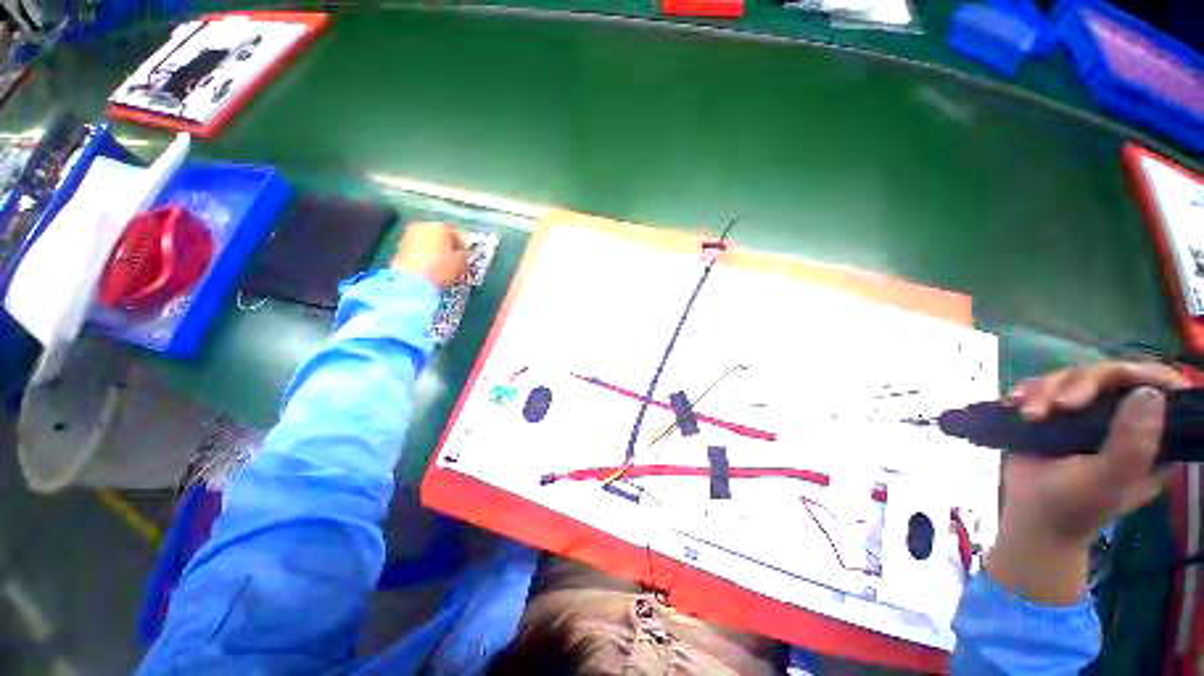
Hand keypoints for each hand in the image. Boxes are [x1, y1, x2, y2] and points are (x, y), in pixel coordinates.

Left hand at [390, 222, 465, 287]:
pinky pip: (418, 250)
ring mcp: (409, 236)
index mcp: (439, 226)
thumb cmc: (441, 267)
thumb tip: (461, 257)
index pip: (455, 233)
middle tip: (454, 259)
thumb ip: (462, 256)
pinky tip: (430, 268)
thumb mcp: (460, 263)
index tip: (466, 256)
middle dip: (447, 247)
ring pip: (427, 242)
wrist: (414, 279)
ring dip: (435, 251)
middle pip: (439, 235)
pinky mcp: (400, 248)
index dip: (462, 246)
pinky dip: (424, 256)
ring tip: (442, 265)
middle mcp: (422, 226)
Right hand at [986, 362, 1185, 603]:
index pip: (1161, 391)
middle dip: (1080, 383)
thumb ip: (1132, 443)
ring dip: (1047, 390)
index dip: (1142, 376)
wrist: (1030, 517)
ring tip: (1030, 414)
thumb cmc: (1074, 506)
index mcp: (1153, 439)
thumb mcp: (1108, 479)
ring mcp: (1090, 417)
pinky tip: (1016, 403)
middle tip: (1058, 404)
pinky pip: (1046, 387)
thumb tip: (1150, 392)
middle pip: (1111, 377)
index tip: (1114, 380)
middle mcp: (1125, 421)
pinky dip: (1029, 391)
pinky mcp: (1058, 415)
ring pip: (1075, 378)